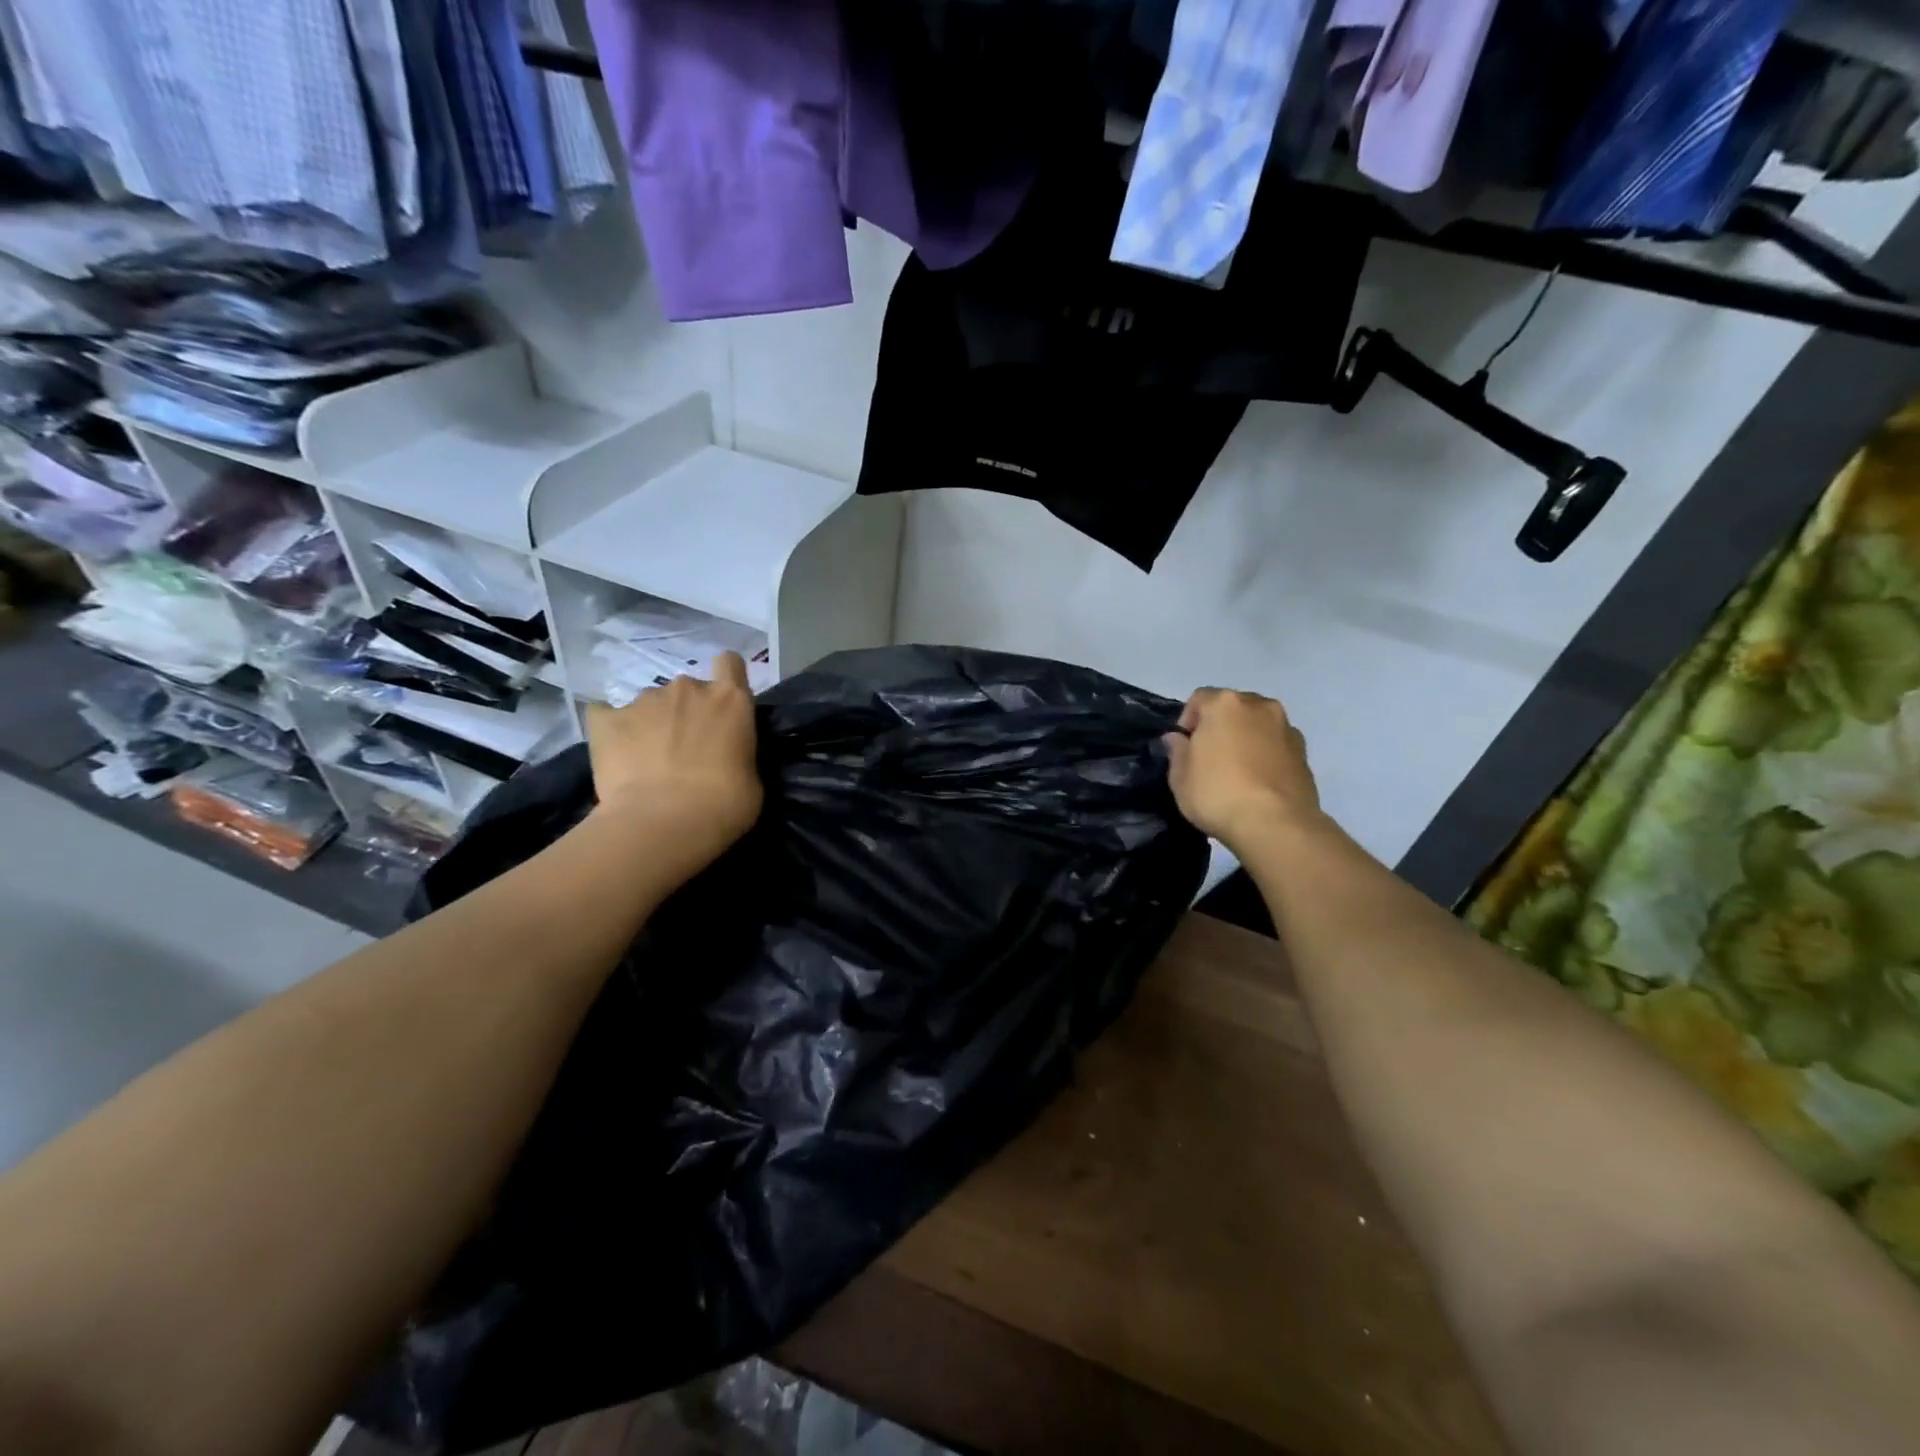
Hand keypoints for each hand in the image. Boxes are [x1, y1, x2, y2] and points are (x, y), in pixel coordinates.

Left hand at [584, 652, 761, 869]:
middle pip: (689, 689)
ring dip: (652, 723)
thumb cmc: (724, 804)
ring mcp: (644, 700)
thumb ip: (738, 753)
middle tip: (685, 749)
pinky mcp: (606, 719)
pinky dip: (612, 729)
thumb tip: (723, 755)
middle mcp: (689, 689)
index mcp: (731, 700)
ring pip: (650, 703)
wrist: (664, 822)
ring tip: (647, 761)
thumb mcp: (751, 778)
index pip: (730, 663)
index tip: (722, 704)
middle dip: (687, 711)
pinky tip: (615, 754)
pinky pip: (606, 715)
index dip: (725, 678)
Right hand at [1164, 688, 1322, 851]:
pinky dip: (1266, 754)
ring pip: (1258, 724)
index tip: (1185, 748)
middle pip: (1232, 707)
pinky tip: (1258, 781)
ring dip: (1246, 738)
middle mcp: (1259, 706)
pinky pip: (1276, 745)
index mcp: (1225, 704)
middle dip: (1220, 725)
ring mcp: (1286, 728)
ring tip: (1237, 770)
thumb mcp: (1180, 777)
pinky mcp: (1304, 753)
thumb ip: (1177, 751)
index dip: (1187, 721)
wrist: (1276, 825)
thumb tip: (1177, 738)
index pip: (1199, 699)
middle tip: (1209, 757)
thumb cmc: (1217, 794)